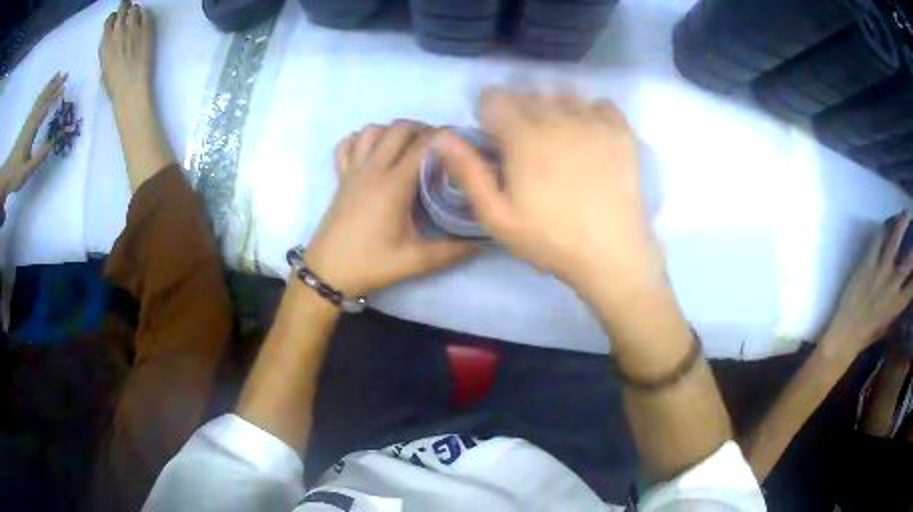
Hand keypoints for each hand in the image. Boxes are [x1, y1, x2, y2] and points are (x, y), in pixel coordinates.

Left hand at [0, 72, 65, 197]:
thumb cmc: (15, 175)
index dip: (54, 98)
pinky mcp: (26, 125)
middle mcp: (30, 122)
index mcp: (31, 131)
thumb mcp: (26, 171)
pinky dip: (43, 94)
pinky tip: (46, 91)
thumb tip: (52, 144)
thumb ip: (39, 158)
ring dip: (49, 86)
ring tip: (58, 75)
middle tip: (66, 74)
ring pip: (40, 99)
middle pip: (43, 99)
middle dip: (54, 86)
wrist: (6, 176)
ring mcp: (28, 122)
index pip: (44, 110)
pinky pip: (36, 104)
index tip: (64, 88)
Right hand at [100, 0, 154, 103]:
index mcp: (106, 42)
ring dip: (135, 10)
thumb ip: (107, 49)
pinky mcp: (146, 29)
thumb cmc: (114, 84)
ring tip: (135, 16)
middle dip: (125, 8)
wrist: (131, 87)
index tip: (116, 20)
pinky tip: (143, 20)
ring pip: (135, 9)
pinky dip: (144, 14)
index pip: (109, 20)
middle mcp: (119, 31)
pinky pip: (146, 14)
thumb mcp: (104, 66)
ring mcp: (133, 28)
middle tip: (127, 10)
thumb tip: (111, 40)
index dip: (114, 18)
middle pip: (123, 9)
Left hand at [305, 121, 479, 295]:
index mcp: (394, 185)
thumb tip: (486, 241)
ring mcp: (353, 170)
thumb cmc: (371, 264)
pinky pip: (347, 144)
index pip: (423, 145)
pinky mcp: (340, 177)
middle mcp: (373, 169)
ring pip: (372, 130)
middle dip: (422, 129)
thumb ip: (453, 251)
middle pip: (399, 128)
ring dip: (393, 131)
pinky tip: (373, 151)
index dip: (444, 139)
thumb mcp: (416, 261)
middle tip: (438, 147)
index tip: (460, 145)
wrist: (327, 272)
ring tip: (407, 146)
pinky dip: (361, 139)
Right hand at [435, 88, 659, 295]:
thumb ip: (468, 172)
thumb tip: (440, 137)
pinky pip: (600, 104)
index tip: (494, 135)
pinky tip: (588, 134)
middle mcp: (557, 117)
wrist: (611, 254)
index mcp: (523, 136)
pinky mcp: (621, 131)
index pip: (494, 99)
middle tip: (525, 144)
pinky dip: (589, 112)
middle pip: (527, 93)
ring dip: (553, 108)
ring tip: (558, 138)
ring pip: (562, 95)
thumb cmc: (550, 239)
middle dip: (519, 111)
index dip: (488, 113)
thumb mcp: (497, 216)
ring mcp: (593, 121)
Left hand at [821, 212, 912, 359]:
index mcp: (898, 303)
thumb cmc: (868, 333)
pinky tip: (890, 220)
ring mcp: (881, 270)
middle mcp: (893, 284)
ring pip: (895, 238)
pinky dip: (886, 225)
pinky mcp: (868, 261)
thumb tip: (905, 293)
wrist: (845, 334)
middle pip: (909, 259)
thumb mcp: (888, 323)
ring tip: (907, 213)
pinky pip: (879, 237)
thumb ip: (898, 305)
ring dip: (902, 222)